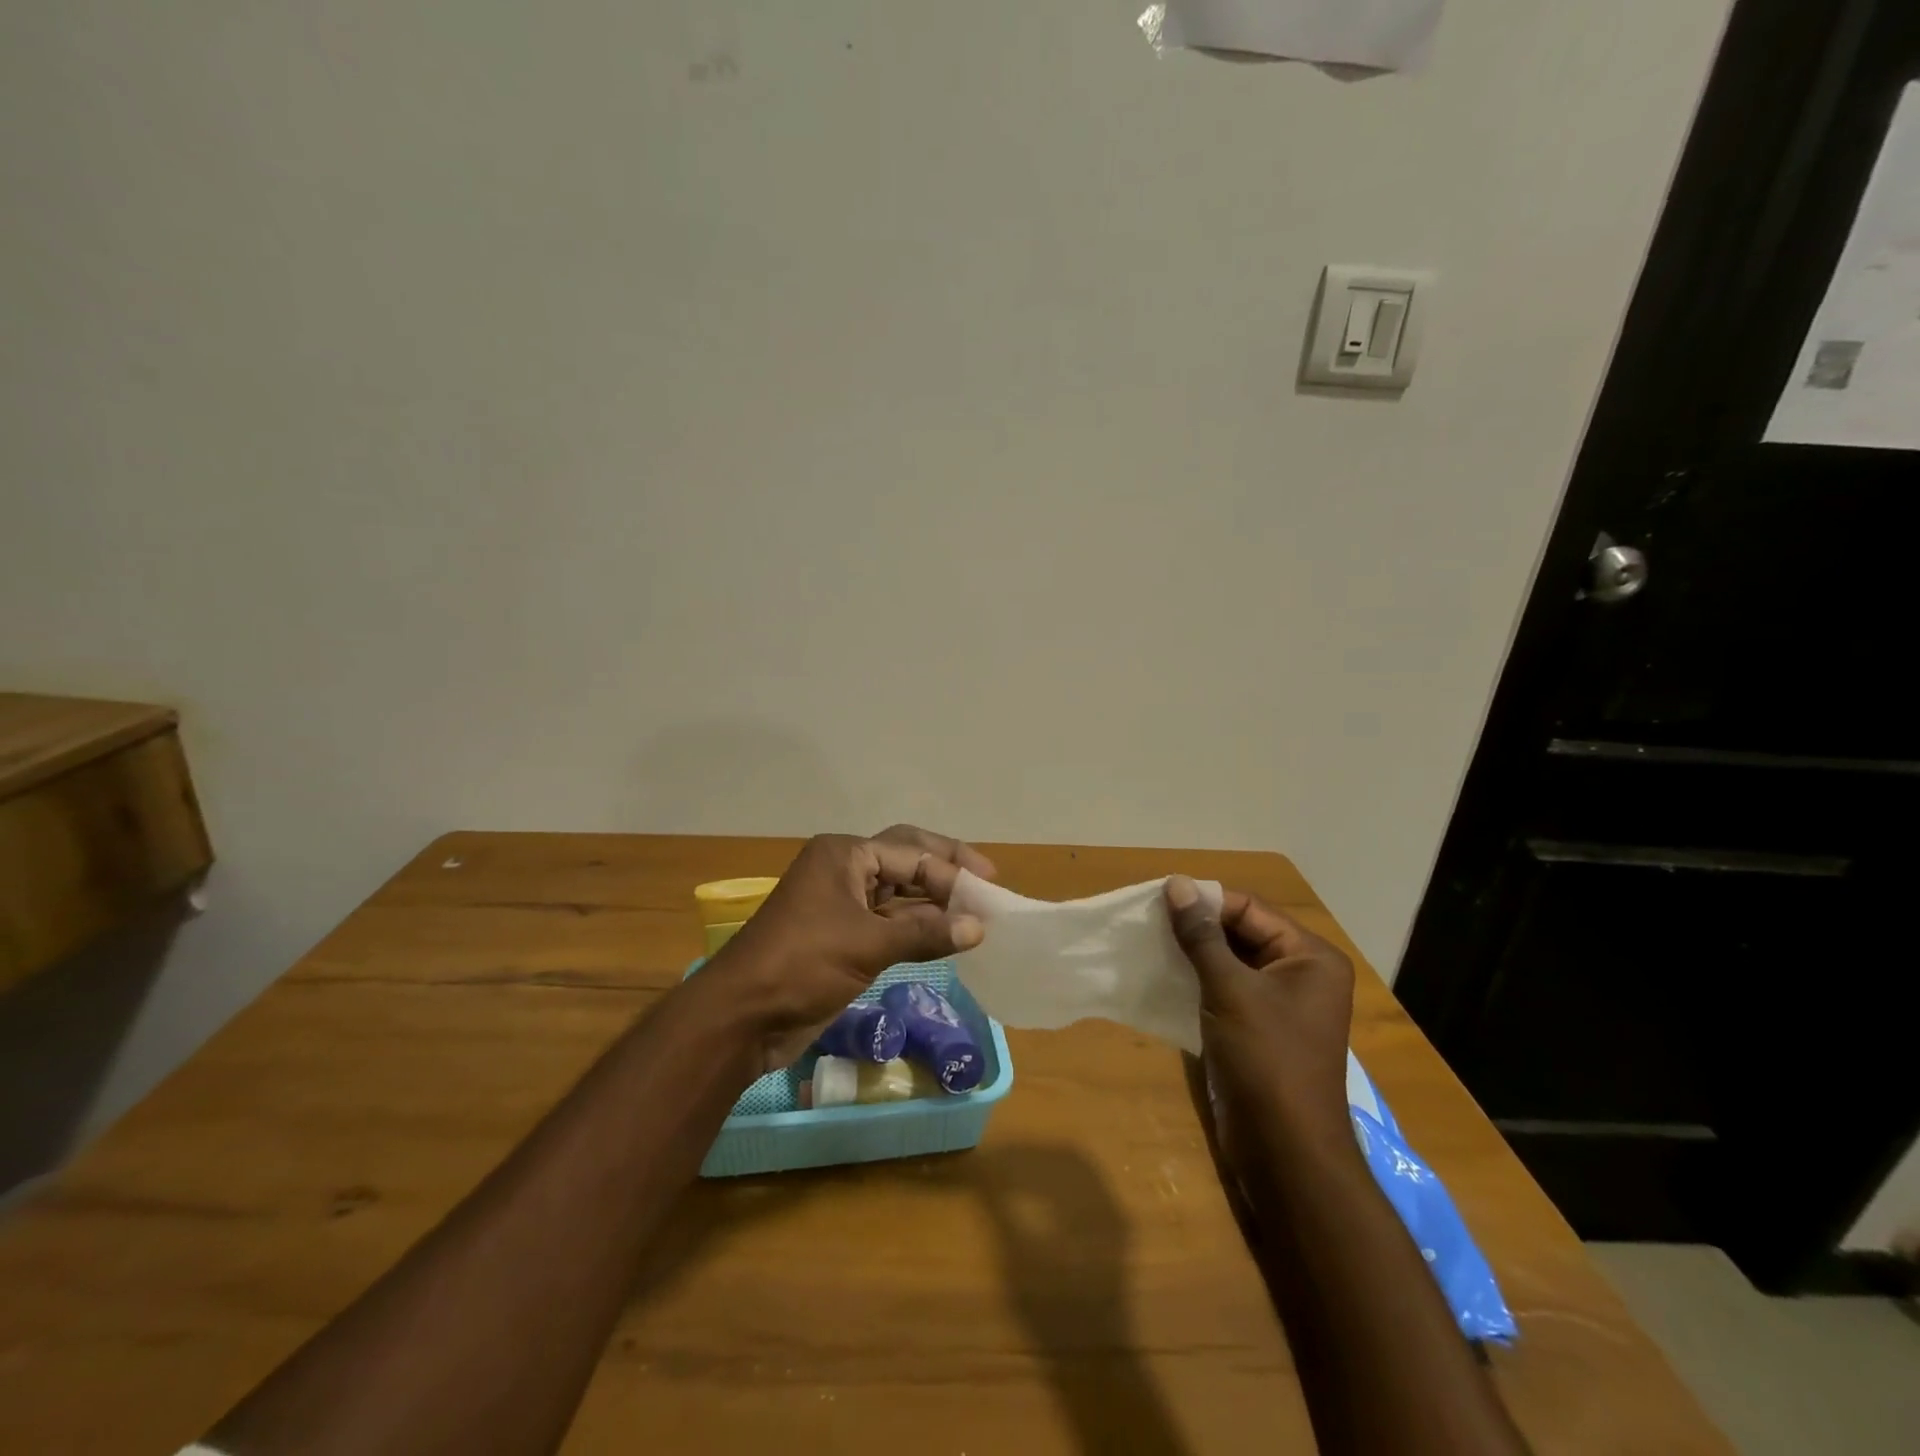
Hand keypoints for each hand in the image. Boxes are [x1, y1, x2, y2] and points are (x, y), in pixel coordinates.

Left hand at [706, 826, 994, 1070]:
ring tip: (976, 916)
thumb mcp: (867, 944)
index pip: (910, 853)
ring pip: (898, 897)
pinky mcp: (842, 938)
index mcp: (844, 855)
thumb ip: (925, 933)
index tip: (989, 890)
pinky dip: (917, 931)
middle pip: (905, 862)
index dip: (952, 870)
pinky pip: (889, 925)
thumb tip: (979, 928)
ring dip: (934, 906)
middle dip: (945, 872)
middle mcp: (844, 871)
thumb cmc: (802, 965)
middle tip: (987, 884)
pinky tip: (947, 939)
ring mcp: (841, 905)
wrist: (742, 1018)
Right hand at [1165, 876, 1355, 1159]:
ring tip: (1149, 943)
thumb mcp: (1230, 990)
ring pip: (1231, 960)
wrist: (1285, 1151)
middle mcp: (1301, 972)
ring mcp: (1281, 1003)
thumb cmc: (1266, 1060)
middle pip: (1242, 931)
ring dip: (1193, 953)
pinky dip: (1198, 979)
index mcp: (1310, 956)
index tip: (1157, 898)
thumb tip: (1177, 883)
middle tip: (1148, 920)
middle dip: (1197, 926)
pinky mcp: (1260, 1028)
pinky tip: (1164, 975)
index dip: (1205, 901)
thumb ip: (1201, 935)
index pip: (1250, 909)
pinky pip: (1227, 988)